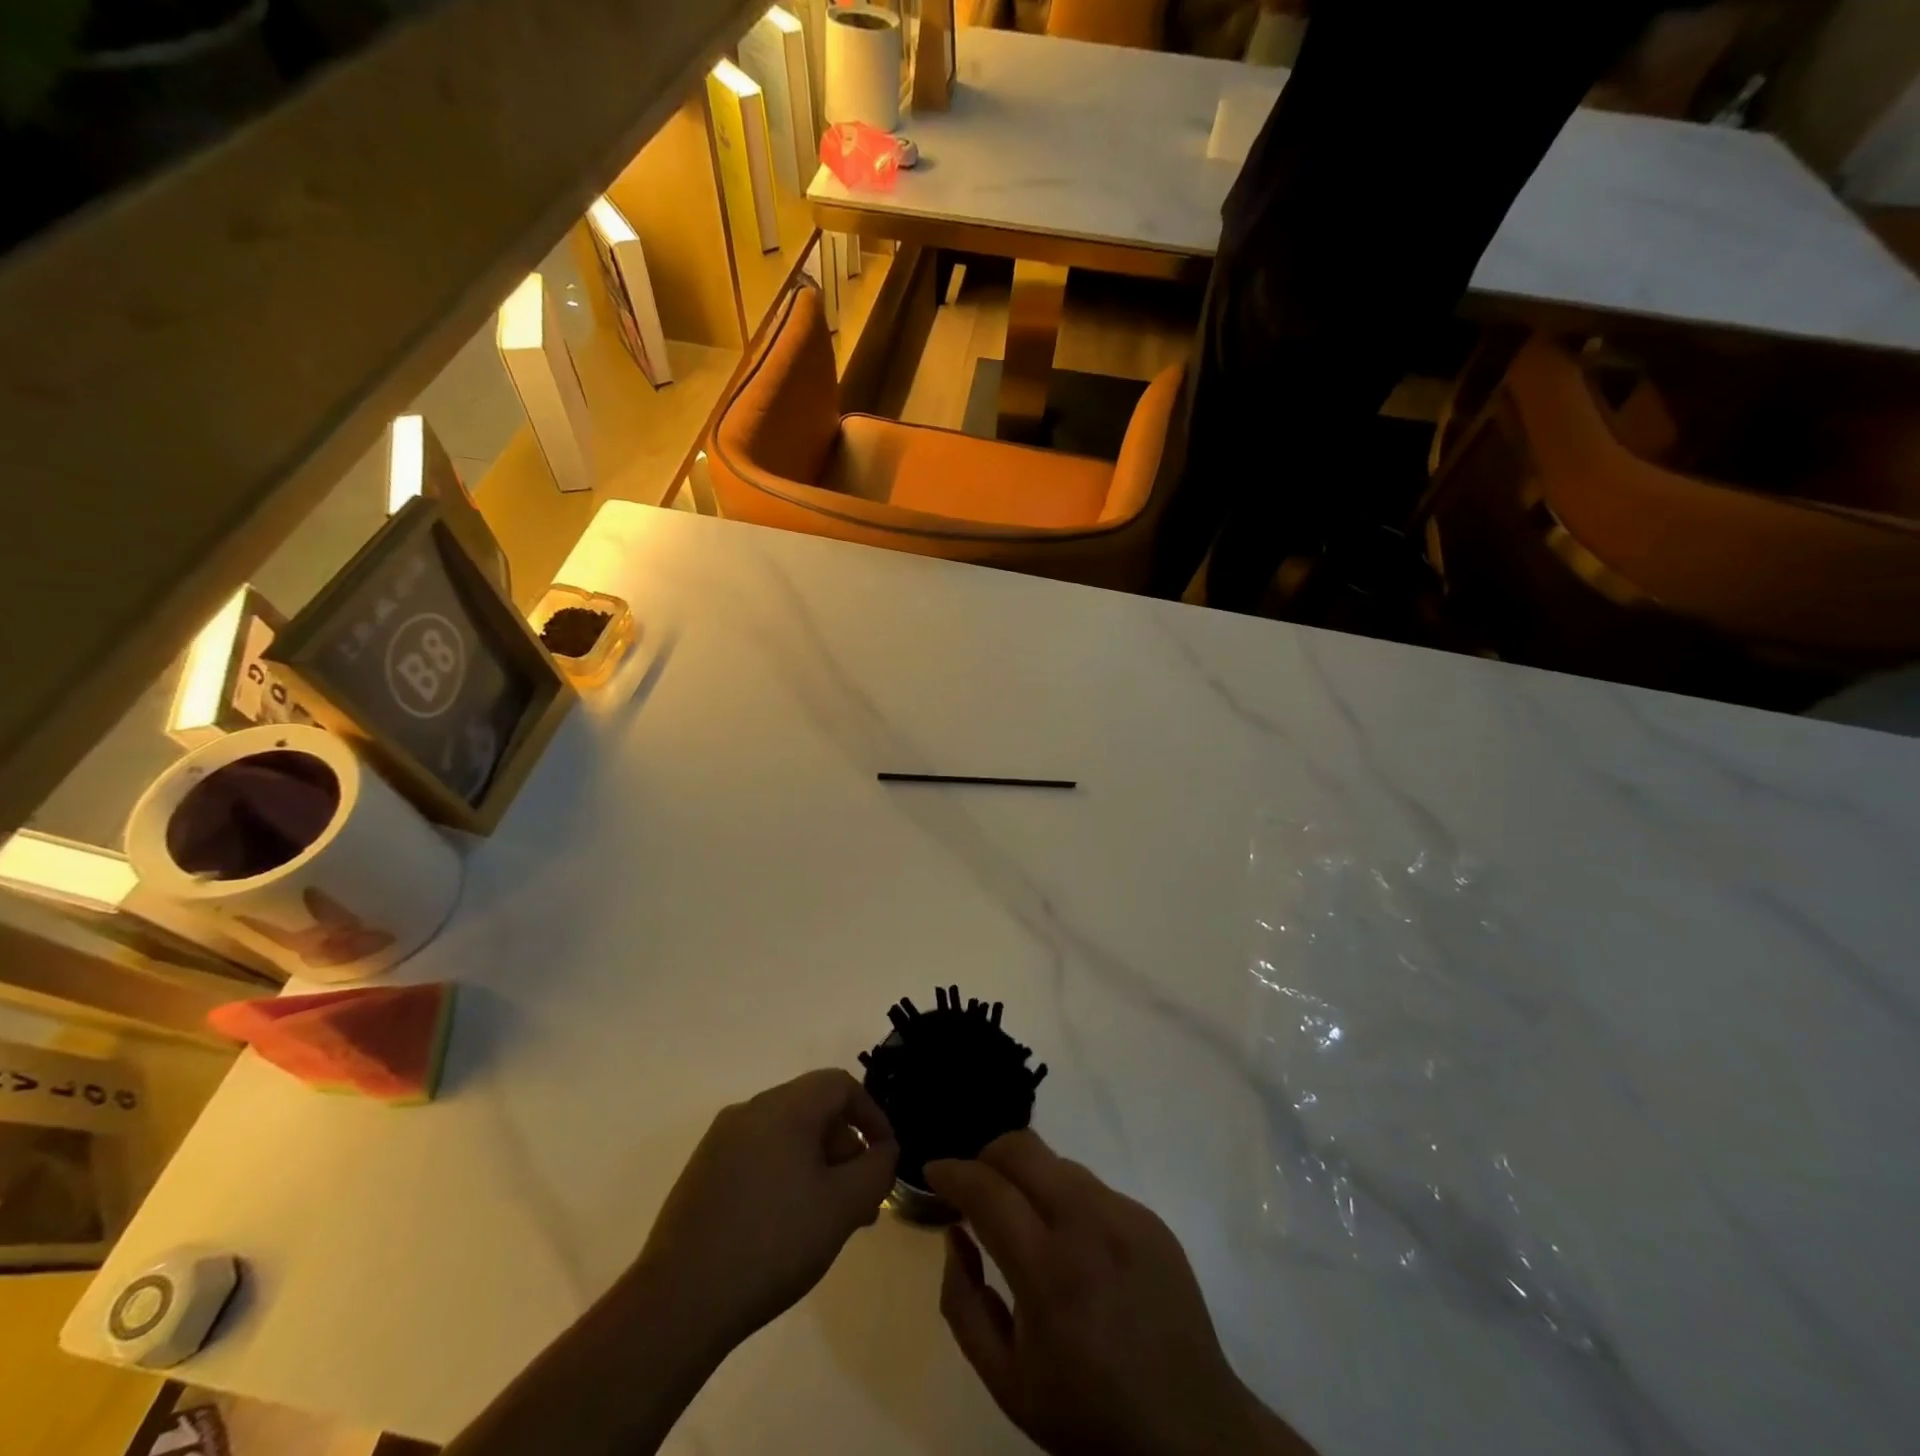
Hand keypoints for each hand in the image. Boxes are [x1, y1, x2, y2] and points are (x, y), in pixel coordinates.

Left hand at [631, 1069, 898, 1357]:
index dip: (871, 1115)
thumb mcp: (842, 1208)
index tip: (884, 1156)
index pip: (840, 1084)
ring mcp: (720, 1141)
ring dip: (816, 1165)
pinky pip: (758, 1156)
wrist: (680, 1302)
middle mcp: (750, 1110)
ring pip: (785, 1135)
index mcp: (784, 1107)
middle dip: (845, 1147)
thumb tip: (883, 1151)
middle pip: (813, 1109)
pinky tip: (787, 1224)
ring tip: (828, 1218)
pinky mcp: (702, 1172)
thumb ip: (876, 1170)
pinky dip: (784, 1175)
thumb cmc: (773, 1243)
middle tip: (861, 1199)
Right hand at [927, 1132, 1313, 1455]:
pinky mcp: (1150, 1217)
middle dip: (987, 1155)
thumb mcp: (1005, 1381)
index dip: (952, 1171)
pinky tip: (1072, 1243)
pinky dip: (1066, 1199)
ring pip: (1058, 1162)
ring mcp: (1125, 1215)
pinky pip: (1093, 1187)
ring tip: (1024, 1218)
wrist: (1189, 1430)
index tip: (934, 1170)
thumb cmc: (1087, 1412)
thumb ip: (964, 1303)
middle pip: (1023, 1148)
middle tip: (975, 1186)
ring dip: (1028, 1177)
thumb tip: (955, 1234)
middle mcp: (1087, 1225)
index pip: (987, 1189)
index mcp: (1048, 1271)